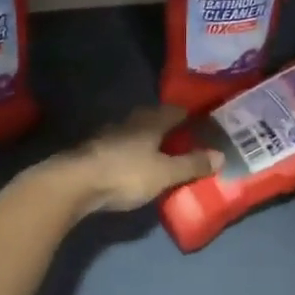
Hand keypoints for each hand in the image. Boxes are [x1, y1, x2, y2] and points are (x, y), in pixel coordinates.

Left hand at [56, 105, 220, 215]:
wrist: (73, 184)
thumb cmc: (125, 174)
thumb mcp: (165, 173)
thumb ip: (191, 165)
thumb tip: (221, 156)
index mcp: (150, 122)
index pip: (174, 110)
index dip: (188, 114)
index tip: (201, 120)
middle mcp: (129, 122)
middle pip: (152, 117)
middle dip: (166, 125)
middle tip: (181, 135)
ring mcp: (107, 135)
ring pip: (133, 131)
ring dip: (145, 138)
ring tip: (158, 150)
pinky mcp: (92, 151)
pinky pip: (118, 146)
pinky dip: (129, 152)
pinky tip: (132, 163)